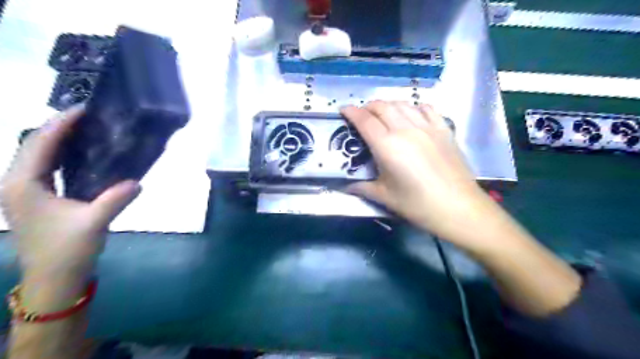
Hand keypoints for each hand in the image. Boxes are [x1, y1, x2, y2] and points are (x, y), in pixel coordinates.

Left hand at [0, 105, 140, 275]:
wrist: (54, 278)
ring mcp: (25, 192)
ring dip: (59, 140)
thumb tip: (138, 181)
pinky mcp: (36, 200)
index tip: (84, 109)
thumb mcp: (94, 223)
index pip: (40, 144)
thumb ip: (115, 199)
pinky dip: (61, 156)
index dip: (61, 124)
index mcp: (23, 185)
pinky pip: (46, 168)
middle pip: (34, 146)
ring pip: (38, 156)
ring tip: (85, 129)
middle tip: (88, 116)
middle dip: (58, 127)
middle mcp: (17, 184)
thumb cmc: (67, 250)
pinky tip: (81, 155)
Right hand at [346, 101, 498, 244]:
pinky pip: (426, 108)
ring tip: (383, 114)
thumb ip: (362, 187)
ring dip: (388, 105)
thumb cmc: (417, 204)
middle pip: (382, 106)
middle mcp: (405, 129)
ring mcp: (427, 126)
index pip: (364, 120)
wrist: (458, 207)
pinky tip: (411, 114)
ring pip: (402, 104)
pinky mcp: (443, 129)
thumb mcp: (385, 197)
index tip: (343, 110)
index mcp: (387, 145)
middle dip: (367, 107)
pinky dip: (413, 107)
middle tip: (361, 116)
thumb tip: (344, 187)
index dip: (351, 112)